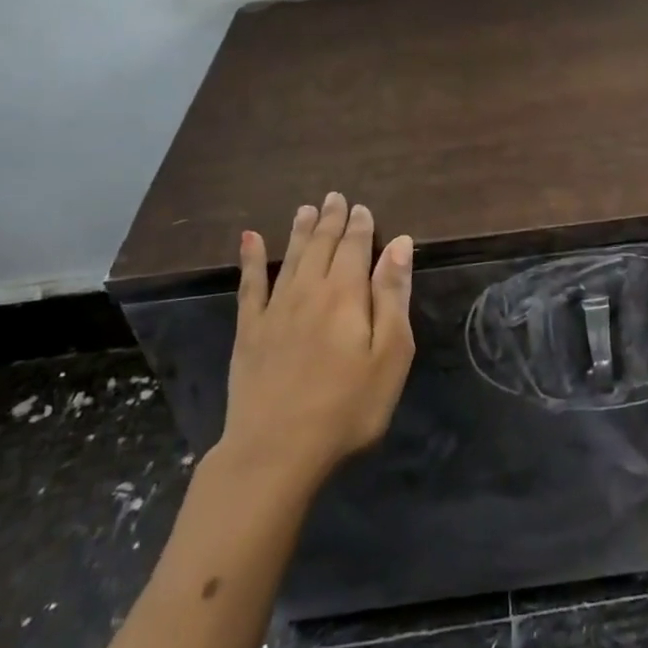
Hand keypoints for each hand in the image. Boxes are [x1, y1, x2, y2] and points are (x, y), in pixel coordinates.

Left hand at [212, 192, 415, 493]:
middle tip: (334, 196)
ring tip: (305, 209)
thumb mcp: (390, 354)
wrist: (276, 451)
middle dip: (330, 219)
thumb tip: (399, 243)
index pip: (354, 247)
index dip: (359, 225)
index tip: (361, 207)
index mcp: (346, 294)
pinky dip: (249, 259)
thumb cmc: (347, 407)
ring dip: (299, 230)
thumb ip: (393, 295)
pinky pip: (250, 285)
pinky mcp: (249, 331)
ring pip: (289, 257)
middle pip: (321, 245)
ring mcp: (275, 310)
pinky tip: (248, 239)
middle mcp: (309, 290)